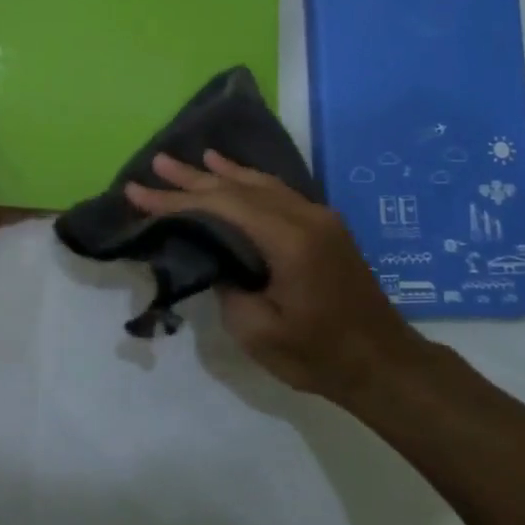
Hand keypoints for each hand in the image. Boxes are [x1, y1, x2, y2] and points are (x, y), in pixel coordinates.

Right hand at [123, 150, 422, 404]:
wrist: (385, 364)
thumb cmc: (321, 356)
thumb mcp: (258, 333)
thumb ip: (227, 287)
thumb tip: (215, 259)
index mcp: (289, 241)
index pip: (222, 206)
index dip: (176, 199)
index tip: (139, 193)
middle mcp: (305, 217)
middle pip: (238, 188)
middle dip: (192, 179)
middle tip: (155, 164)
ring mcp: (318, 218)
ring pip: (259, 184)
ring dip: (219, 173)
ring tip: (186, 160)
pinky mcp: (323, 227)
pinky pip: (276, 192)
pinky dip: (247, 181)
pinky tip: (232, 173)